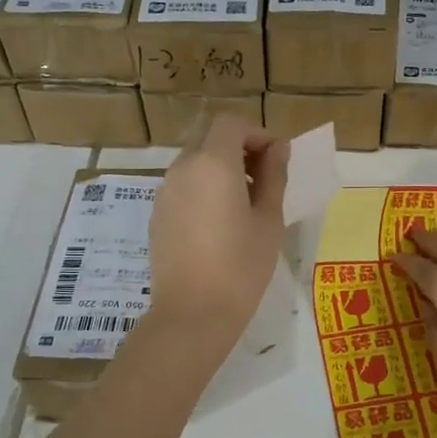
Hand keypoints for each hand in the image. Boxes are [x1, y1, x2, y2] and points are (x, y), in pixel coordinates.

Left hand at [147, 114, 288, 343]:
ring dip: (222, 168)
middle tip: (265, 179)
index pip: (231, 124)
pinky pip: (184, 185)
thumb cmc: (241, 267)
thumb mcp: (269, 220)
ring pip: (195, 161)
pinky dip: (204, 187)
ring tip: (246, 204)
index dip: (257, 133)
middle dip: (240, 148)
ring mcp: (165, 191)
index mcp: (213, 164)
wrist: (192, 313)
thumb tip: (278, 150)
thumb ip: (274, 177)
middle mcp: (183, 168)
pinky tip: (220, 222)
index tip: (277, 159)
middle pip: (210, 138)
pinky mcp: (157, 214)